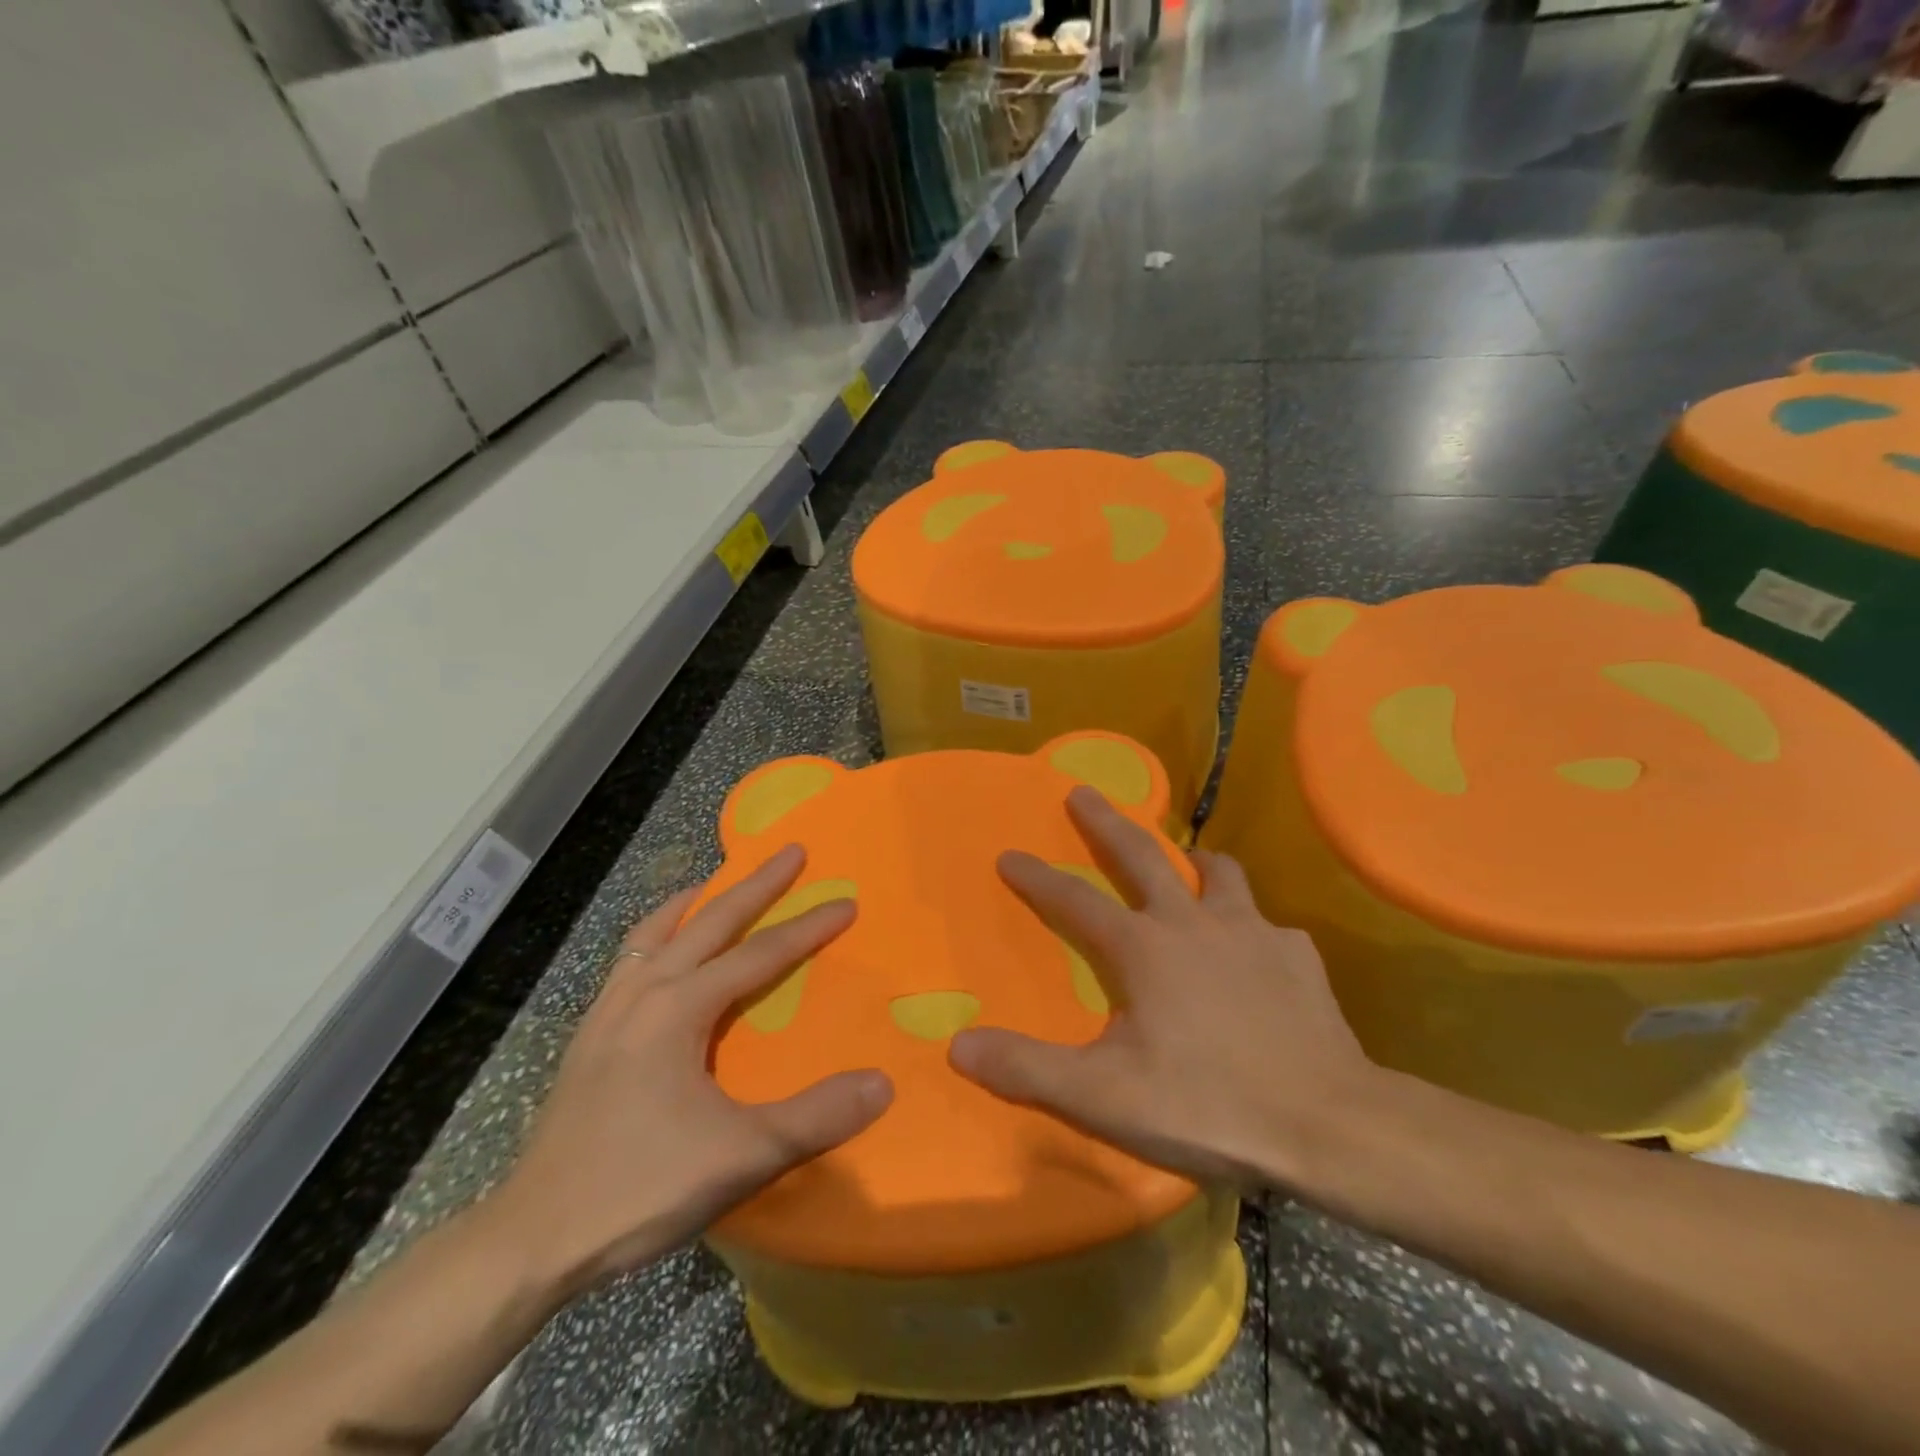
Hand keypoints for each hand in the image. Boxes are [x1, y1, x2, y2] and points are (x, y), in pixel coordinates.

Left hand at [482, 846, 892, 1296]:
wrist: (530, 1239)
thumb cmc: (638, 1188)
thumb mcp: (740, 1156)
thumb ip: (815, 1117)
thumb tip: (882, 1082)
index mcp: (678, 1007)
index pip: (759, 954)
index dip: (807, 927)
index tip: (846, 902)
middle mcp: (642, 991)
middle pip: (708, 921)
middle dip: (755, 884)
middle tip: (790, 852)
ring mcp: (607, 1010)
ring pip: (657, 931)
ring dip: (698, 901)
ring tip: (719, 882)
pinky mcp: (589, 1035)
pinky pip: (630, 958)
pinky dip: (658, 933)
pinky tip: (662, 953)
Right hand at [949, 786, 1377, 1192]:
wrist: (1329, 1126)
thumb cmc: (1208, 1104)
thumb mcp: (1103, 1097)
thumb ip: (1028, 1069)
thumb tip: (958, 1047)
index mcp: (1144, 948)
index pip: (1075, 901)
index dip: (1038, 878)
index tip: (1009, 853)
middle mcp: (1194, 922)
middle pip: (1143, 855)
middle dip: (1106, 822)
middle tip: (1083, 793)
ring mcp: (1253, 932)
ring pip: (1218, 873)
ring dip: (1193, 862)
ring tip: (1186, 864)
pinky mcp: (1296, 956)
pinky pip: (1267, 925)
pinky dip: (1251, 928)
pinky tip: (1254, 952)